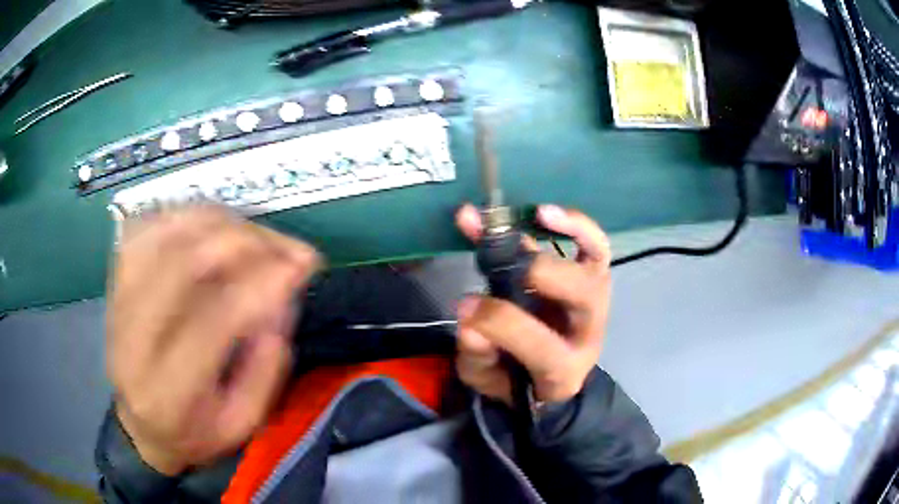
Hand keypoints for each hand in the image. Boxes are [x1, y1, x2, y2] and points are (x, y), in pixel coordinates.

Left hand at [107, 206, 320, 475]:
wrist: (141, 423)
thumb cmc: (195, 431)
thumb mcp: (242, 426)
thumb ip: (264, 370)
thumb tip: (278, 300)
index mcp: (167, 393)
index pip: (210, 323)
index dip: (260, 285)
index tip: (303, 267)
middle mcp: (133, 340)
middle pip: (183, 265)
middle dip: (246, 243)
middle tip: (288, 247)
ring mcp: (118, 301)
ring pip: (165, 236)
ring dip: (220, 224)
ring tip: (259, 236)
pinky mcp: (116, 279)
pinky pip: (148, 226)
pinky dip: (186, 215)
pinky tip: (215, 225)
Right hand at [454, 204, 610, 403]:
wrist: (545, 374)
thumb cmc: (515, 378)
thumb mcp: (486, 378)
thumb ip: (477, 356)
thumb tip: (469, 320)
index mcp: (562, 369)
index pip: (541, 346)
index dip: (501, 323)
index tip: (465, 307)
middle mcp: (587, 332)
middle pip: (582, 296)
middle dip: (539, 274)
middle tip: (500, 263)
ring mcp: (595, 302)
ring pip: (594, 264)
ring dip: (567, 233)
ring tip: (536, 214)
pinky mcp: (592, 279)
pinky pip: (595, 247)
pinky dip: (576, 226)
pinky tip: (544, 213)